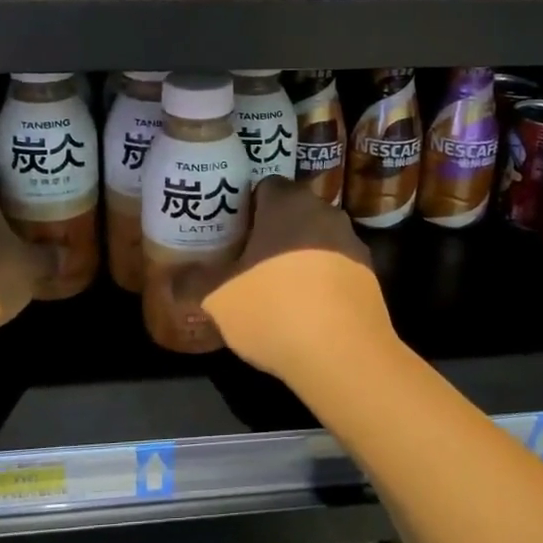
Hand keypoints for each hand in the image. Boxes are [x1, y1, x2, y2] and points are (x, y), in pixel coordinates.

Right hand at [202, 176, 393, 384]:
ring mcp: (353, 244)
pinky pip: (335, 268)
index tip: (229, 234)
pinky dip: (320, 281)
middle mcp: (325, 213)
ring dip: (297, 256)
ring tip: (274, 289)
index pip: (264, 186)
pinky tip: (304, 311)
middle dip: (271, 232)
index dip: (244, 208)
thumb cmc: (273, 310)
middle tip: (245, 260)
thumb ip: (192, 281)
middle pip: (292, 212)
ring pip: (316, 240)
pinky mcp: (370, 276)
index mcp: (288, 204)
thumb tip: (172, 278)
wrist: (344, 355)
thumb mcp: (218, 298)